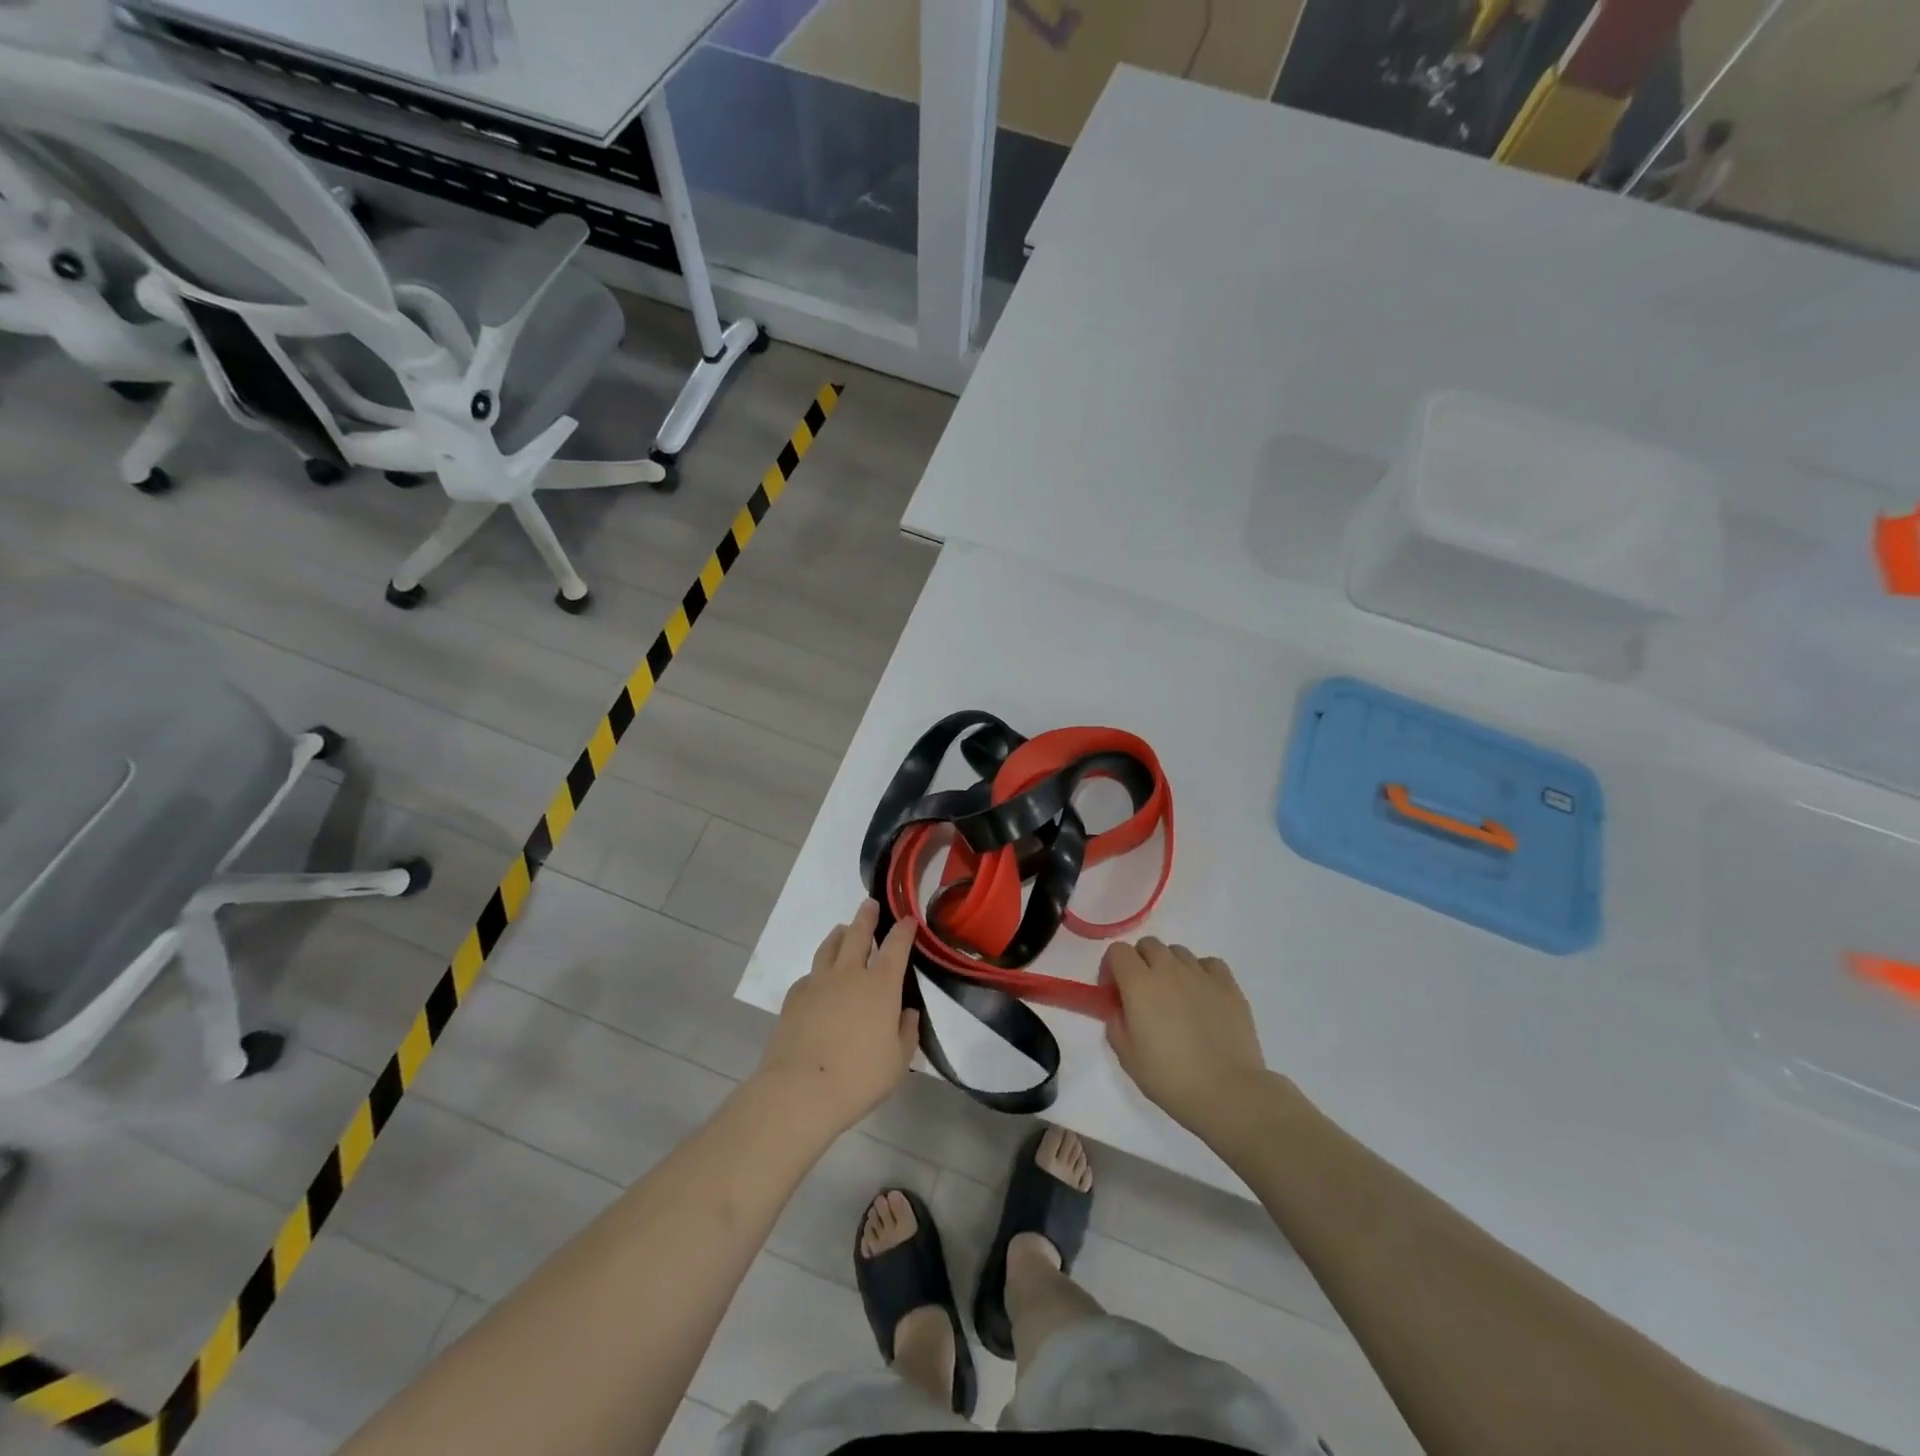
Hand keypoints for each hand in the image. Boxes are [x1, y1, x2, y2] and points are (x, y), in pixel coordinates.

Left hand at [755, 900, 919, 1138]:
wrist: (801, 1090)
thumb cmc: (859, 1077)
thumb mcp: (899, 1061)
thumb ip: (906, 1032)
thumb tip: (906, 1013)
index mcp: (881, 985)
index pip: (896, 946)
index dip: (904, 930)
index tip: (908, 919)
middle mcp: (849, 974)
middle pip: (858, 934)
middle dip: (866, 917)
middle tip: (869, 904)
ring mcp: (818, 983)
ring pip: (829, 947)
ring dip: (838, 935)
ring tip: (842, 929)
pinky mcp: (794, 998)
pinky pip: (809, 975)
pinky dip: (817, 971)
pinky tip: (818, 978)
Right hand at [1104, 937, 1269, 1142]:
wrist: (1227, 1092)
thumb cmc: (1170, 1077)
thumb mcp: (1126, 1056)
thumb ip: (1116, 1023)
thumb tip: (1122, 1009)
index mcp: (1139, 983)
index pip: (1117, 951)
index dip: (1111, 968)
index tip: (1115, 993)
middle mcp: (1169, 969)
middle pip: (1148, 945)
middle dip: (1140, 963)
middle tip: (1143, 994)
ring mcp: (1201, 974)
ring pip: (1178, 952)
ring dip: (1170, 967)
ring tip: (1176, 997)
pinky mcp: (1229, 985)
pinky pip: (1209, 964)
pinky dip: (1201, 973)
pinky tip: (1203, 996)